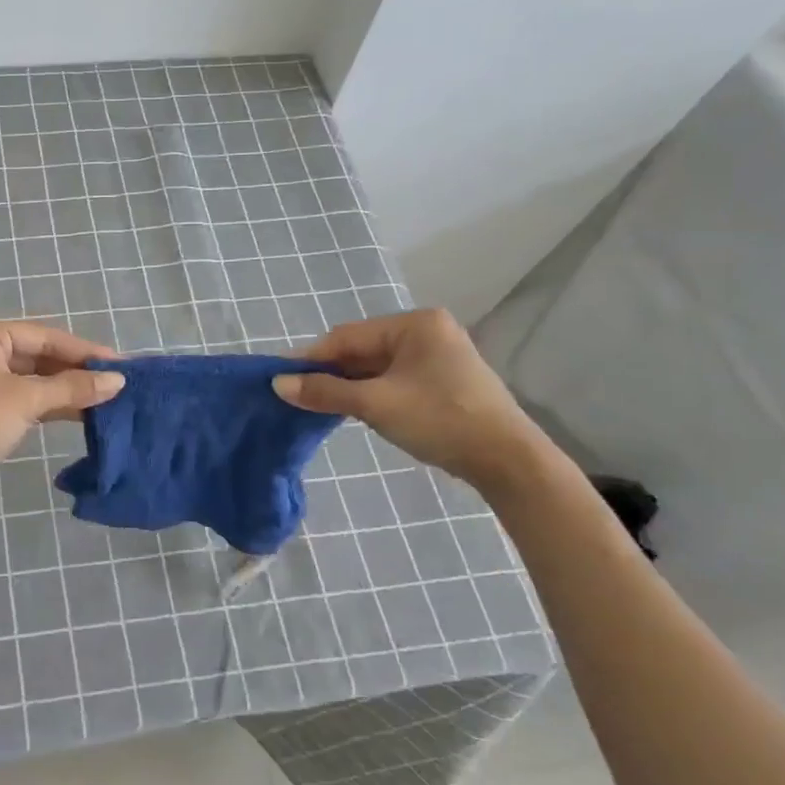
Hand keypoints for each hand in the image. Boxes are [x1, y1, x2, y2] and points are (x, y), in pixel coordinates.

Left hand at [0, 321, 125, 505]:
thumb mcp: (24, 401)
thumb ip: (72, 388)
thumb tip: (118, 381)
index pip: (45, 336)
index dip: (85, 352)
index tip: (122, 366)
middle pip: (37, 355)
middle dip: (75, 372)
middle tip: (116, 386)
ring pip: (29, 378)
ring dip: (63, 390)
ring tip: (103, 402)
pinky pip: (18, 396)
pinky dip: (44, 404)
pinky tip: (74, 414)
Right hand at [273, 309, 556, 493]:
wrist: (506, 460)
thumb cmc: (440, 420)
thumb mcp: (375, 405)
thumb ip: (325, 392)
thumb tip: (278, 385)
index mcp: (414, 324)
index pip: (347, 336)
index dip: (311, 359)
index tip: (281, 380)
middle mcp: (426, 331)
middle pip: (361, 350)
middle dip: (330, 374)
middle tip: (296, 396)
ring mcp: (436, 356)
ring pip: (375, 367)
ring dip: (347, 386)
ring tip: (317, 406)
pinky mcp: (441, 381)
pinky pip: (392, 380)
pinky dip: (369, 393)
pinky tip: (351, 410)